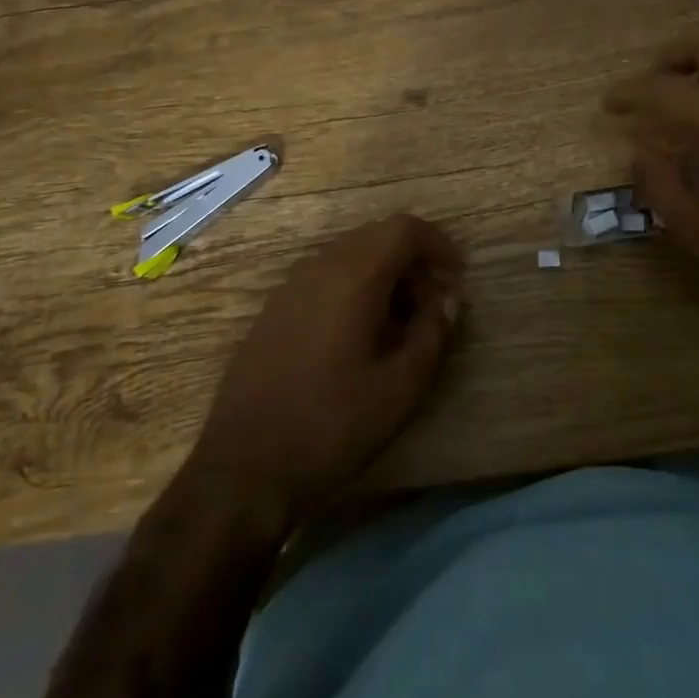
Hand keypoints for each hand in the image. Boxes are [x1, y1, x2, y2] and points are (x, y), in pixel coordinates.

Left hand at [189, 214, 463, 528]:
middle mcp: (321, 265)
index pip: (404, 228)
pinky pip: (325, 277)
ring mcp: (291, 285)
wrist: (242, 469)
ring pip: (350, 256)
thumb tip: (447, 301)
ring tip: (400, 325)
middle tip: (432, 307)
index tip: (456, 277)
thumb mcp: (399, 389)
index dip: (437, 244)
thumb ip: (432, 335)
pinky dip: (353, 288)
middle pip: (377, 237)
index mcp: (354, 275)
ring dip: (383, 276)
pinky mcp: (274, 308)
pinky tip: (358, 337)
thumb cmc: (330, 426)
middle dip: (413, 263)